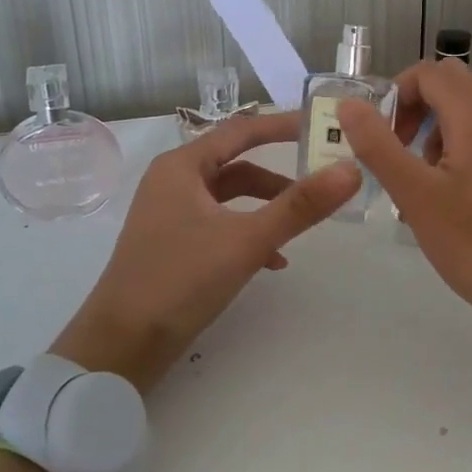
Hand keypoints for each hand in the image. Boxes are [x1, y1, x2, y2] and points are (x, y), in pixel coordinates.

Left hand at [52, 111, 360, 390]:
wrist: (121, 346)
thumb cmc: (180, 279)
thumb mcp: (247, 240)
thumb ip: (299, 206)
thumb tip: (351, 169)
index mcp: (182, 166)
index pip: (241, 130)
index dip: (281, 125)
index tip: (320, 125)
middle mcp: (173, 182)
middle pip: (237, 164)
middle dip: (279, 175)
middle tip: (320, 176)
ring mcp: (170, 215)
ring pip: (230, 198)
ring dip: (266, 208)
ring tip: (300, 225)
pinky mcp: (172, 245)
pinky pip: (219, 224)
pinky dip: (247, 233)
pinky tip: (273, 262)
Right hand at [335, 60, 471, 369]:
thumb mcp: (417, 196)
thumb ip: (379, 146)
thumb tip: (350, 105)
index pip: (428, 73)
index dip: (396, 95)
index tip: (381, 137)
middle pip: (451, 85)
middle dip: (415, 109)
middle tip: (398, 153)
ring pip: (469, 111)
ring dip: (436, 131)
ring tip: (422, 183)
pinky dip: (461, 149)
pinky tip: (453, 198)